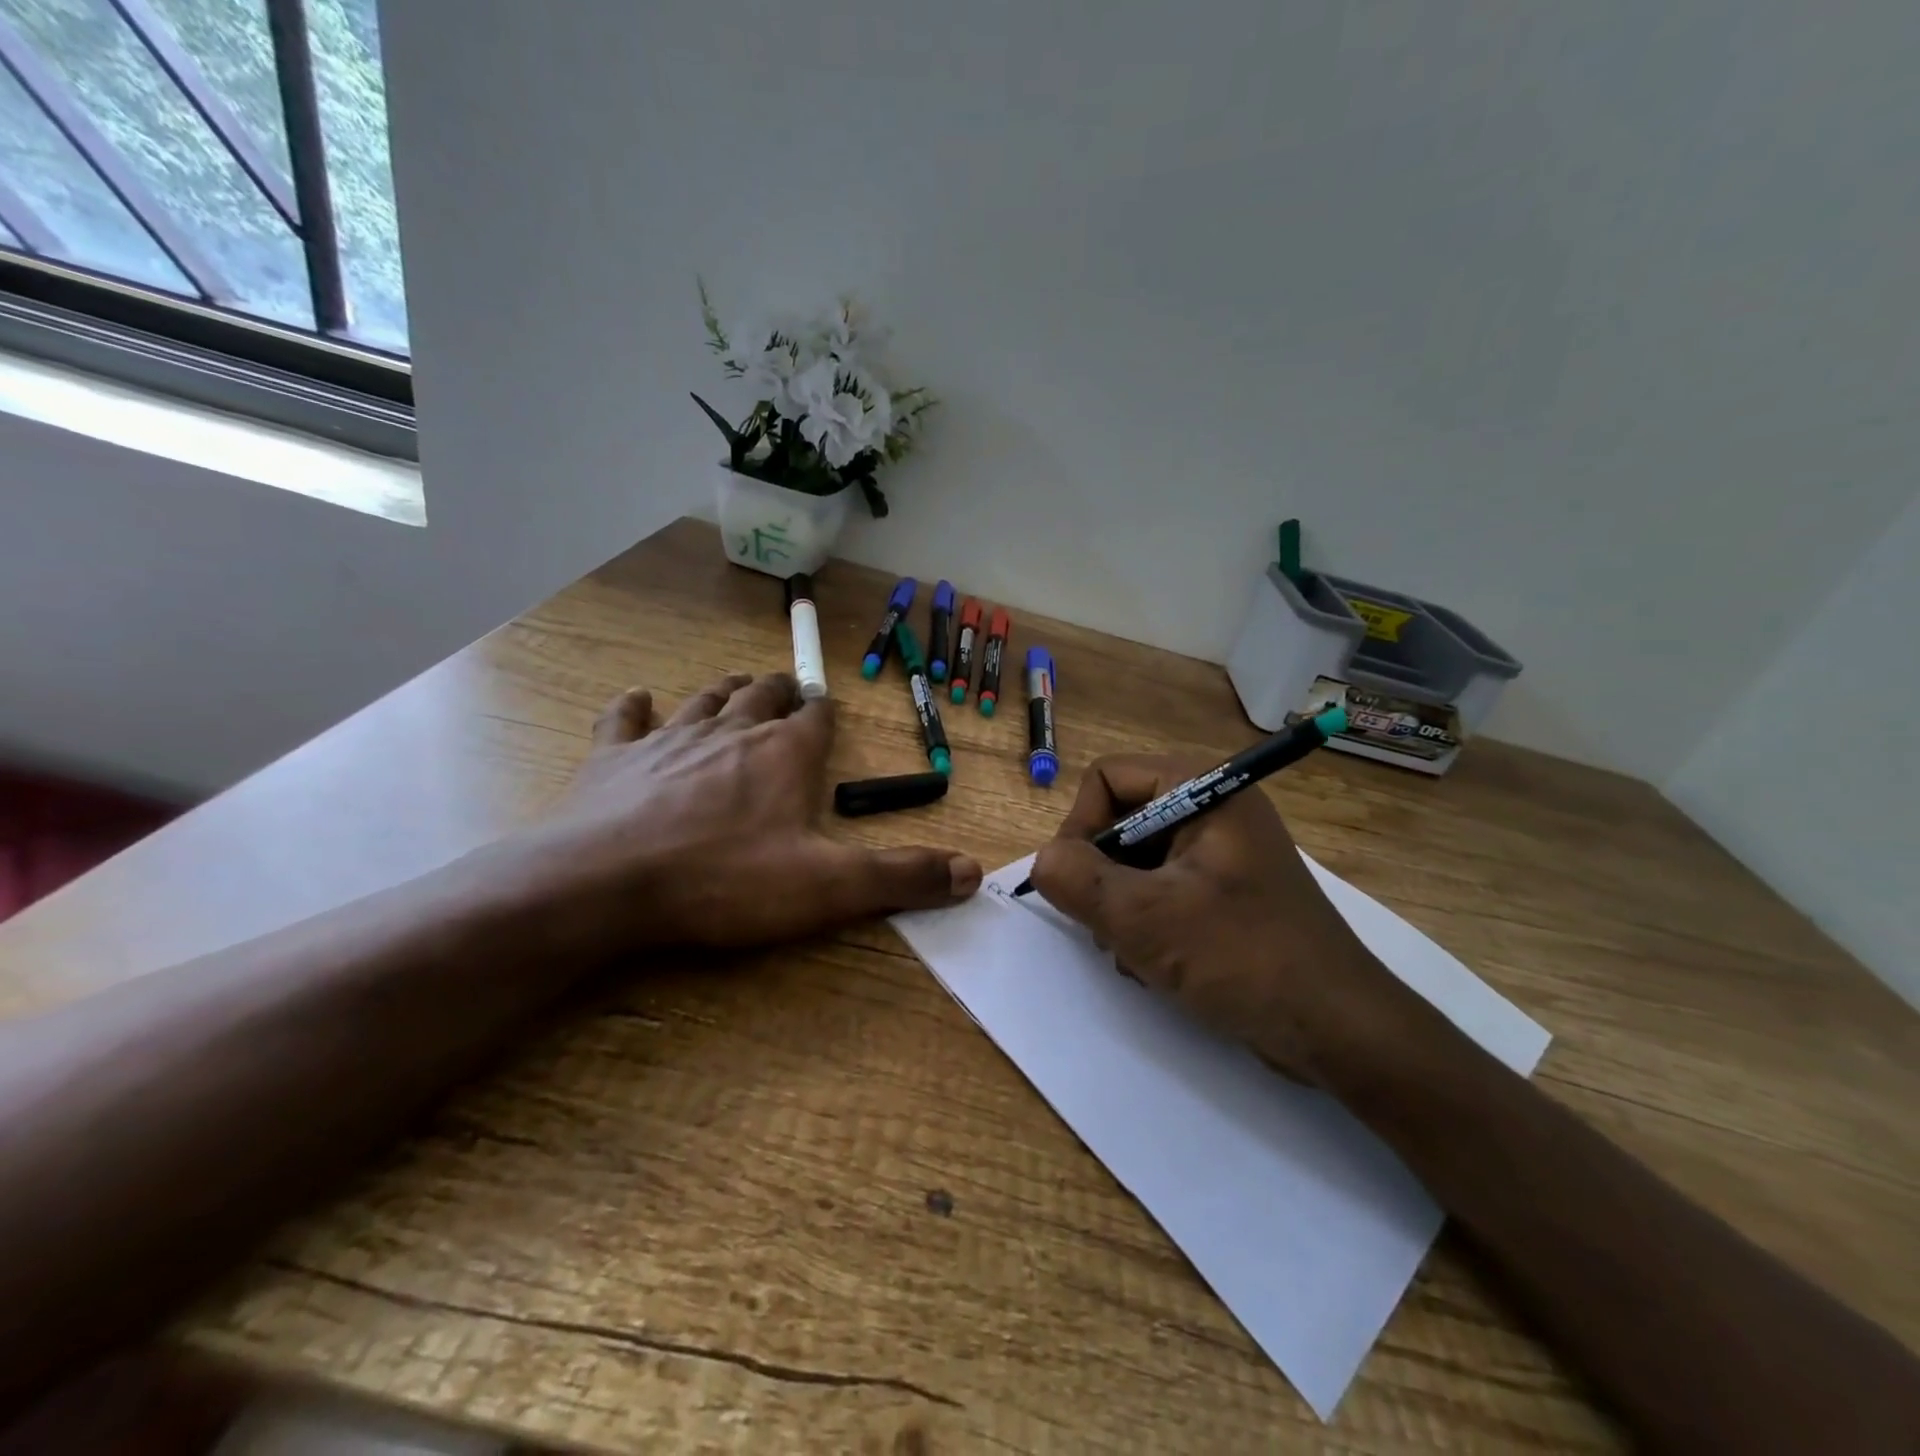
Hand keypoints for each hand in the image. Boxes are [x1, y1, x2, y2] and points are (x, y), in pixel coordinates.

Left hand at [520, 673, 980, 951]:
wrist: (604, 883)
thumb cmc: (724, 880)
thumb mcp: (826, 888)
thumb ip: (900, 877)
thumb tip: (972, 871)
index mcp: (783, 754)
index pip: (816, 718)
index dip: (825, 713)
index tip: (828, 710)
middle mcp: (731, 732)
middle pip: (761, 696)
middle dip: (778, 692)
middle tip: (786, 691)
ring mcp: (668, 738)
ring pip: (704, 699)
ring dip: (723, 690)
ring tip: (736, 683)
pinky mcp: (613, 757)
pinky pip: (625, 718)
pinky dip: (634, 706)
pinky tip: (637, 698)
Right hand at [1030, 754, 1425, 1082]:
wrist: (1340, 1031)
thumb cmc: (1244, 959)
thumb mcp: (1145, 918)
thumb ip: (1076, 880)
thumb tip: (1044, 862)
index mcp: (1204, 790)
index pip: (1107, 777)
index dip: (1080, 825)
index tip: (1076, 882)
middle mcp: (1214, 809)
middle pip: (1120, 819)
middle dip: (1102, 875)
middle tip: (1107, 925)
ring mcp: (1223, 853)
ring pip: (1136, 860)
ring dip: (1120, 906)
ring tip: (1135, 953)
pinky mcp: (1227, 892)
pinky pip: (1162, 888)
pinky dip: (1146, 922)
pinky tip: (1155, 964)